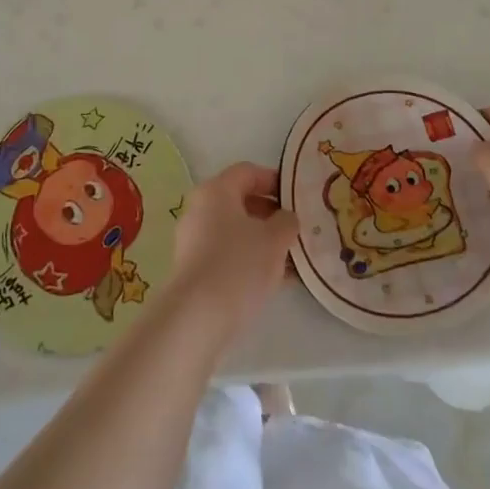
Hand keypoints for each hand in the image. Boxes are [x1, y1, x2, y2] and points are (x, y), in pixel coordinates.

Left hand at [167, 162, 297, 342]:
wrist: (197, 316)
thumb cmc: (239, 264)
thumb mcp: (275, 239)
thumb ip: (286, 222)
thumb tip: (286, 218)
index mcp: (216, 190)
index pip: (248, 172)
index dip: (274, 180)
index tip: (296, 198)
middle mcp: (200, 208)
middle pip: (240, 201)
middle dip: (270, 214)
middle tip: (295, 229)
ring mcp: (193, 239)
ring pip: (234, 230)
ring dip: (262, 239)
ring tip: (290, 258)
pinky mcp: (193, 267)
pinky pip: (226, 253)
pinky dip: (249, 259)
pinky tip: (272, 279)